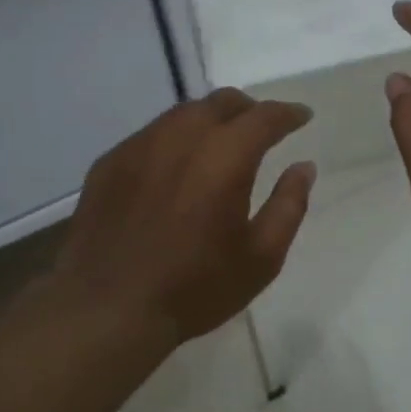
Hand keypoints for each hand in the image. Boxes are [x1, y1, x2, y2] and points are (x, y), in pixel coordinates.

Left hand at [55, 89, 316, 342]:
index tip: (302, 117)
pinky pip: (150, 136)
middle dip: (248, 110)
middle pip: (221, 102)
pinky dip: (173, 140)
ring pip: (182, 114)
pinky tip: (174, 168)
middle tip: (261, 129)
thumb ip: (288, 206)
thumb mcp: (260, 258)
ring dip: (209, 121)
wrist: (107, 308)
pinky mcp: (109, 162)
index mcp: (225, 156)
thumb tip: (304, 167)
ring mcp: (138, 146)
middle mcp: (180, 137)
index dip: (288, 114)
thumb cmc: (194, 288)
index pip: (264, 117)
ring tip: (219, 145)